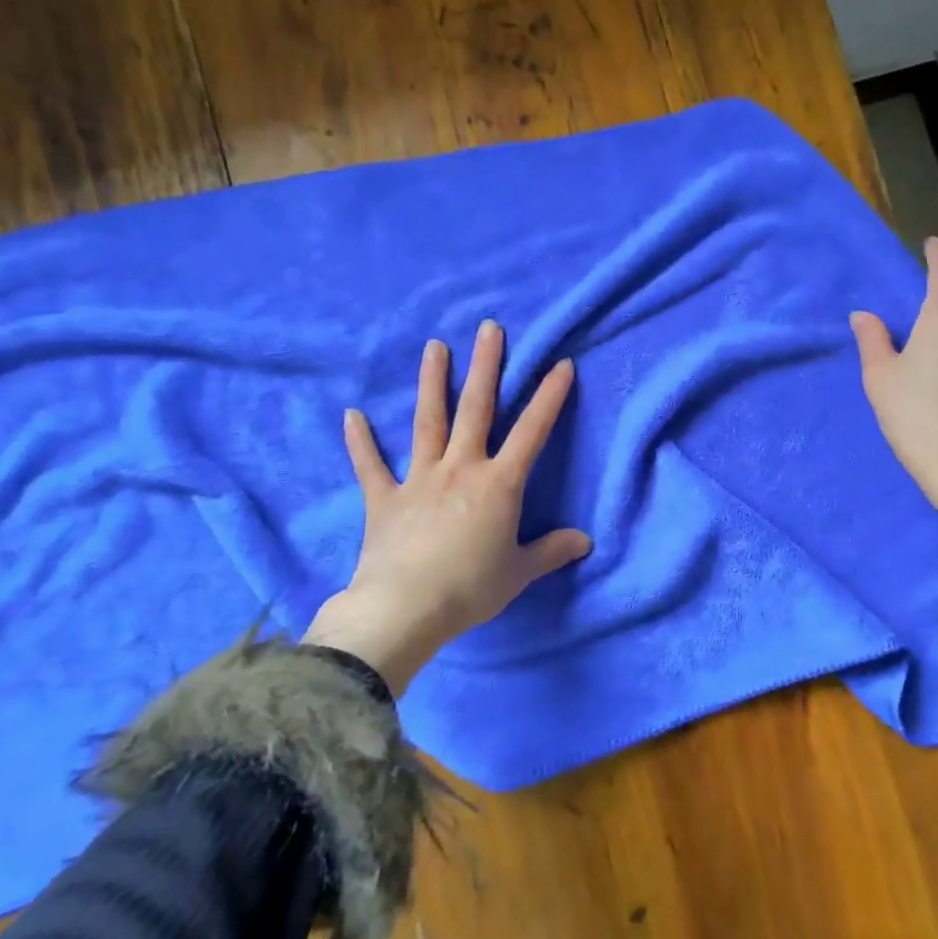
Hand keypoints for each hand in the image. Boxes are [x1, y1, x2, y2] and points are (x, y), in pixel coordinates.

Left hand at [303, 321, 590, 693]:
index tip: (561, 364)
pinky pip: (370, 465)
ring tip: (434, 346)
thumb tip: (586, 542)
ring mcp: (419, 479)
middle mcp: (461, 468)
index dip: (549, 397)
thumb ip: (551, 551)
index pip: (532, 432)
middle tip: (489, 328)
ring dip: (432, 382)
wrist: (405, 610)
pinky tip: (351, 414)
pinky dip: (360, 441)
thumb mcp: (519, 573)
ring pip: (428, 421)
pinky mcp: (385, 498)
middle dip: (486, 366)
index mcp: (498, 484)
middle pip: (476, 408)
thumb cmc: (470, 589)